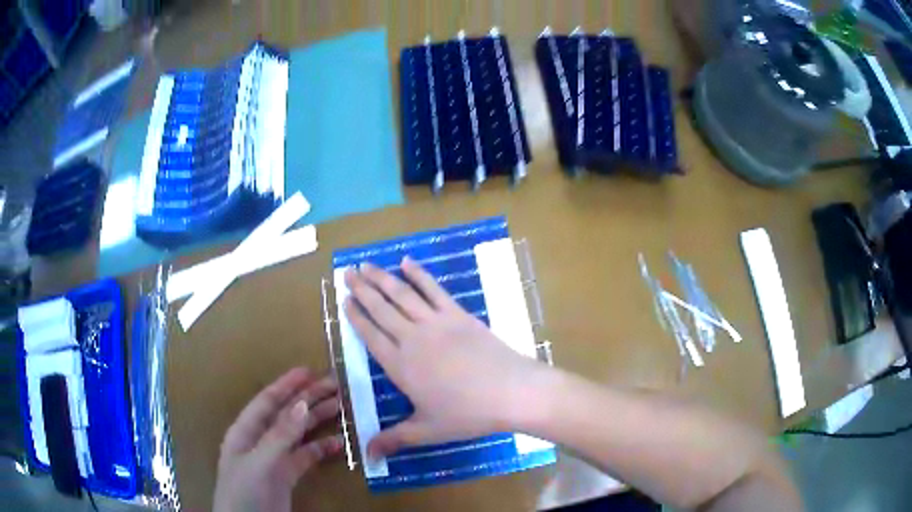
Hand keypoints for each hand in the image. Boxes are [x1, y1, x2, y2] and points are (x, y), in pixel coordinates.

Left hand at [213, 368, 343, 511]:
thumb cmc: (244, 492)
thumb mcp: (260, 462)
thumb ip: (280, 435)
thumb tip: (302, 404)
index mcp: (245, 432)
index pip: (267, 402)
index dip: (286, 385)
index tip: (309, 370)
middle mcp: (260, 441)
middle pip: (286, 415)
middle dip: (308, 399)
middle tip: (335, 386)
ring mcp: (274, 460)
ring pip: (298, 434)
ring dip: (317, 421)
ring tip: (341, 408)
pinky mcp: (287, 477)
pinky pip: (306, 457)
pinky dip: (321, 449)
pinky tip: (338, 444)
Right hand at [344, 258, 540, 458]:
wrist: (511, 392)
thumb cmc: (468, 414)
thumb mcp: (428, 431)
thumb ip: (394, 439)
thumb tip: (367, 455)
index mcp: (400, 366)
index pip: (370, 335)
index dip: (356, 316)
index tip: (344, 300)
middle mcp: (412, 339)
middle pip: (381, 309)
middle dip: (362, 290)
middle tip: (347, 272)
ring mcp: (436, 323)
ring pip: (402, 294)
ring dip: (382, 278)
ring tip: (365, 264)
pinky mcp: (458, 314)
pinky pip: (434, 289)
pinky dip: (420, 274)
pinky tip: (408, 261)